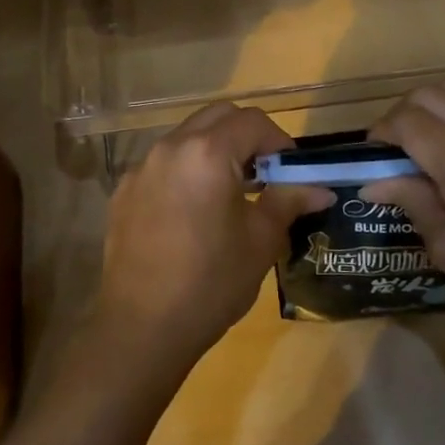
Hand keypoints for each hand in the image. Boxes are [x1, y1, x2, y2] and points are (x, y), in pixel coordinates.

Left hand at [93, 104, 330, 378]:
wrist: (142, 327)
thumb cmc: (211, 282)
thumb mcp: (261, 241)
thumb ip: (289, 200)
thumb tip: (320, 187)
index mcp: (207, 152)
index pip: (252, 121)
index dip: (279, 141)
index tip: (291, 173)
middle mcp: (170, 147)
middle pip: (217, 117)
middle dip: (246, 137)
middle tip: (264, 175)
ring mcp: (141, 168)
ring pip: (187, 138)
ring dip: (215, 151)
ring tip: (231, 194)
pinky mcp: (124, 191)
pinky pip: (163, 165)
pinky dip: (186, 172)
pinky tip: (193, 214)